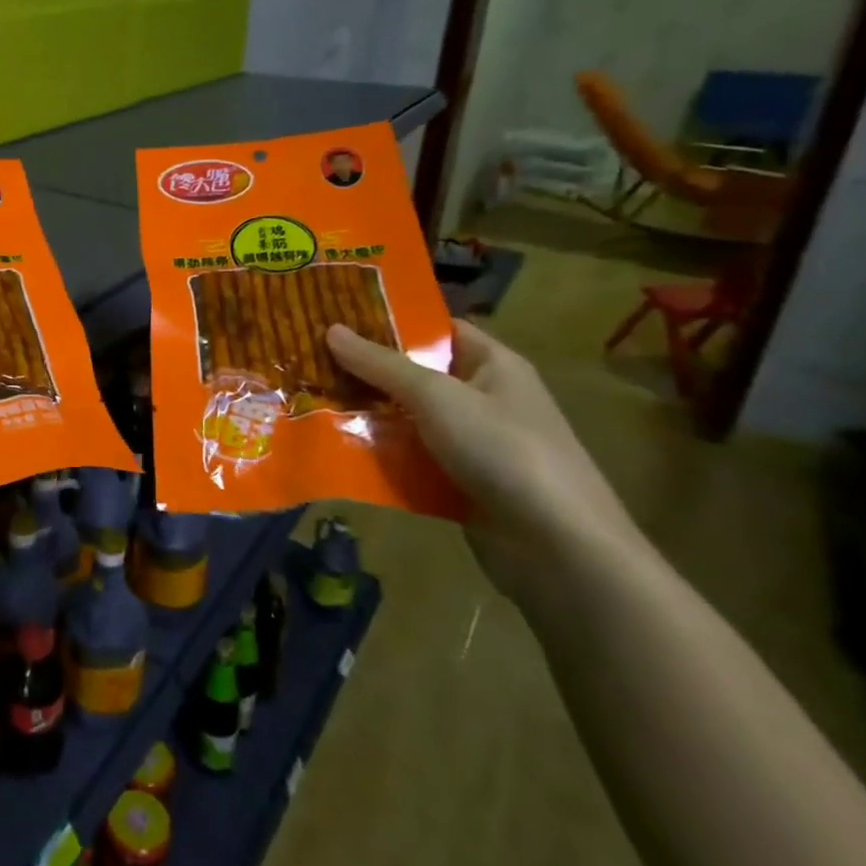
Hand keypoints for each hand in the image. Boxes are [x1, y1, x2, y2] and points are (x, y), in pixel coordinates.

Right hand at [325, 319, 641, 602]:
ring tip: (306, 399)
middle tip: (306, 358)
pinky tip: (333, 447)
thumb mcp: (436, 397)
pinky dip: (378, 453)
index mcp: (492, 364)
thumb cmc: (504, 452)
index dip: (388, 321)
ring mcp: (472, 443)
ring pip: (406, 418)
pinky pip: (409, 457)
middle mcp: (483, 397)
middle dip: (363, 370)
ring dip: (364, 413)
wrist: (560, 549)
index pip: (434, 328)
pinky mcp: (459, 482)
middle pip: (413, 374)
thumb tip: (331, 329)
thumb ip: (381, 364)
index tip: (334, 316)